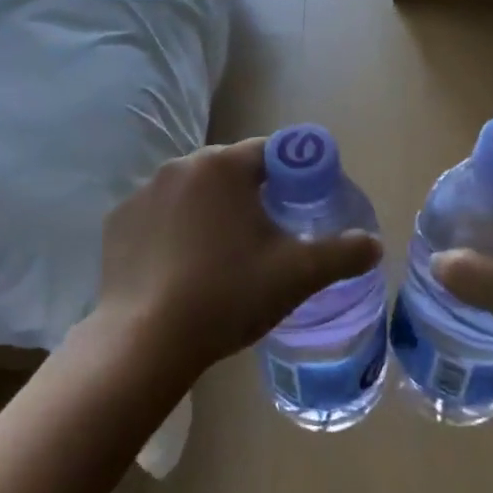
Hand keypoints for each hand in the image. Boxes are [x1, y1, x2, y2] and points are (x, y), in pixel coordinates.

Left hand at [96, 140, 381, 380]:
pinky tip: (179, 268)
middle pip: (229, 170)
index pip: (271, 152)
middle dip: (250, 194)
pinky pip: (158, 215)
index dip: (293, 174)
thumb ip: (342, 253)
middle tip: (266, 237)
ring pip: (192, 191)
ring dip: (210, 211)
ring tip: (221, 256)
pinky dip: (173, 230)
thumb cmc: (227, 295)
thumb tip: (374, 244)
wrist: (145, 341)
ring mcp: (143, 192)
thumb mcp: (296, 275)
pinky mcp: (117, 221)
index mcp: (224, 165)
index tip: (302, 206)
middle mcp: (181, 165)